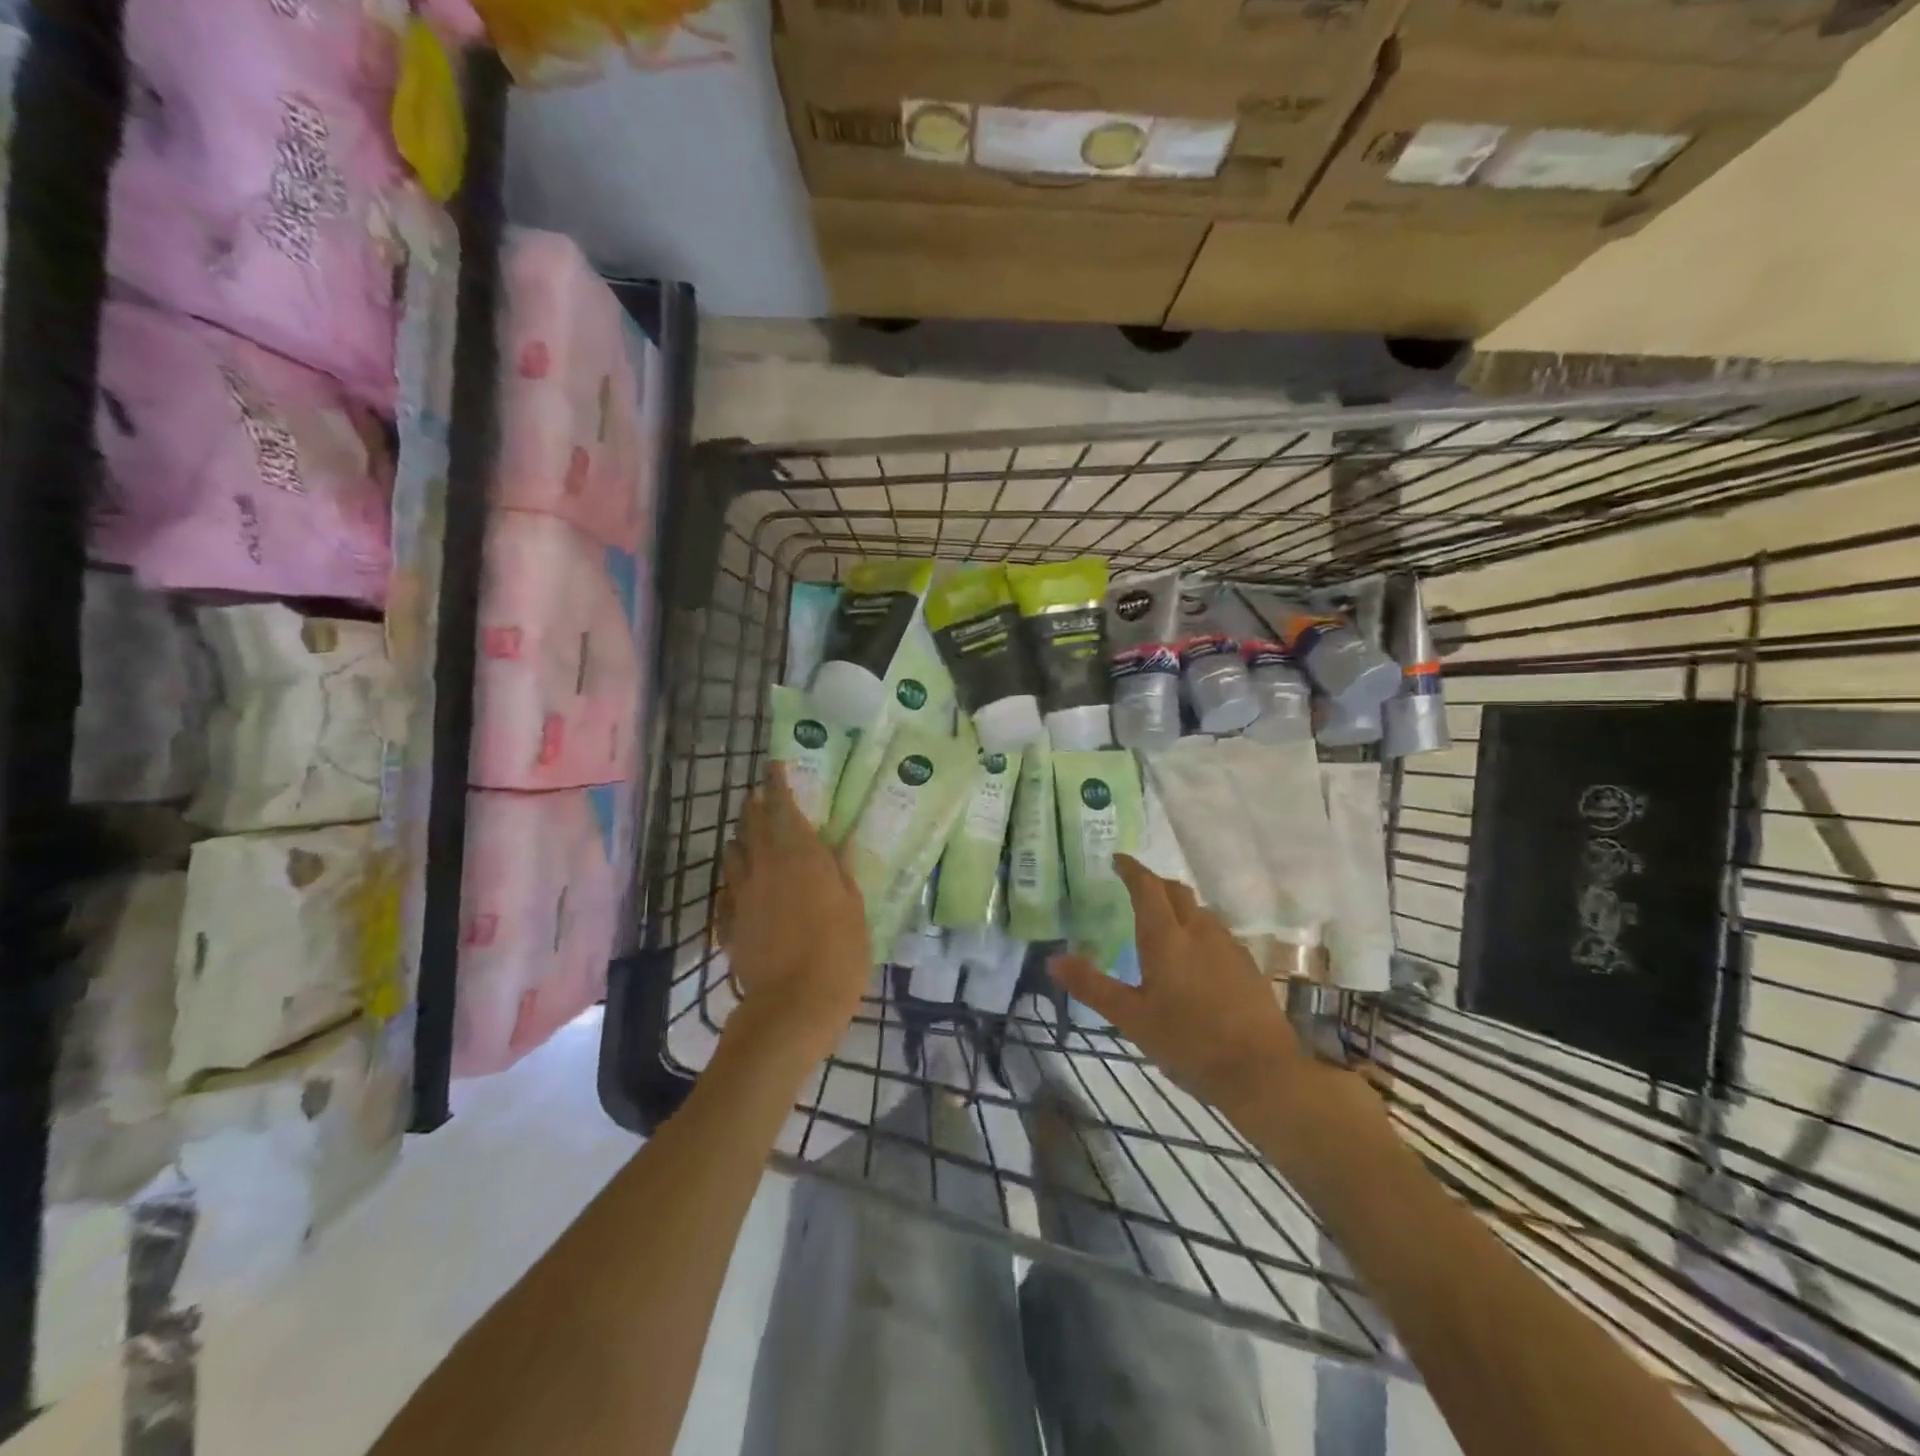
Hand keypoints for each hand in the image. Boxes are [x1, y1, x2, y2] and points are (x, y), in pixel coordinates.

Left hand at [715, 764, 869, 1066]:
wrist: (793, 1005)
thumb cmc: (838, 952)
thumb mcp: (854, 909)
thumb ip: (841, 873)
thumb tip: (838, 843)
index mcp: (800, 856)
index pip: (782, 807)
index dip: (776, 784)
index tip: (773, 766)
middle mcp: (765, 866)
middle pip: (751, 825)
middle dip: (755, 807)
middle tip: (760, 797)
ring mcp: (742, 895)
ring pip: (733, 854)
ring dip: (741, 839)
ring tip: (750, 836)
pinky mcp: (730, 923)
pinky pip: (727, 891)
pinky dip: (734, 881)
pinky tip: (741, 886)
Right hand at [1051, 856, 1314, 1116]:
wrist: (1262, 1073)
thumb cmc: (1189, 1043)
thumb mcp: (1132, 1019)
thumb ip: (1093, 986)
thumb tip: (1054, 960)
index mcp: (1166, 938)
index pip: (1147, 887)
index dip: (1132, 870)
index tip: (1117, 860)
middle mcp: (1199, 931)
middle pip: (1177, 891)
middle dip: (1155, 883)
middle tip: (1136, 888)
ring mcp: (1228, 947)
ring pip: (1200, 912)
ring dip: (1179, 907)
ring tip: (1163, 924)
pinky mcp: (1248, 966)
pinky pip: (1217, 934)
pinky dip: (1198, 931)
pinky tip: (1195, 958)